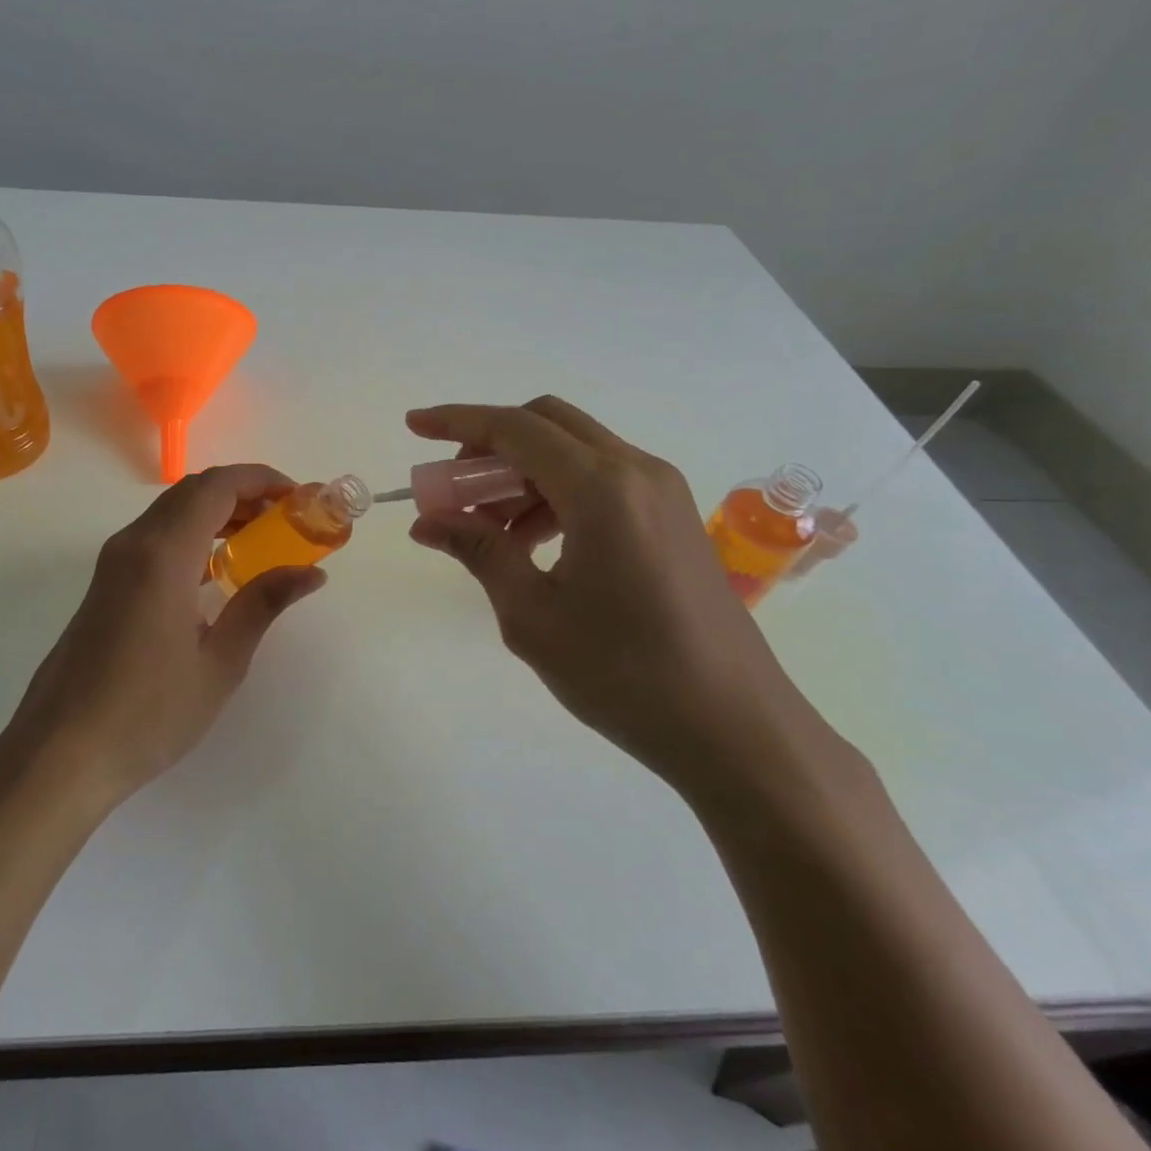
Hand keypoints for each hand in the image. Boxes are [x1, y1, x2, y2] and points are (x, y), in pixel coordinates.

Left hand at [1, 465, 325, 809]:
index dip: (262, 480)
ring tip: (260, 541)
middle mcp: (134, 543)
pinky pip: (155, 537)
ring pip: (172, 511)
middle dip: (244, 493)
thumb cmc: (148, 713)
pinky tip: (216, 571)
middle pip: (193, 491)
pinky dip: (193, 534)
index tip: (299, 499)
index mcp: (164, 554)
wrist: (59, 754)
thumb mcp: (219, 662)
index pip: (217, 486)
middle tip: (286, 521)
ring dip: (217, 513)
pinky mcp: (105, 584)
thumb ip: (263, 604)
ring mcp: (113, 562)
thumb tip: (311, 572)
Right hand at [405, 397, 837, 799]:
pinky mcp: (674, 517)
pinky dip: (556, 492)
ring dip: (522, 472)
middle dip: (490, 444)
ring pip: (575, 450)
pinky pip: (602, 479)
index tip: (413, 425)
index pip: (514, 429)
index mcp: (601, 488)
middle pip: (547, 423)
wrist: (737, 729)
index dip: (457, 421)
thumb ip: (479, 551)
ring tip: (489, 529)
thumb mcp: (533, 615)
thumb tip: (428, 522)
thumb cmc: (626, 675)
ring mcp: (662, 492)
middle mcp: (636, 471)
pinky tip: (535, 542)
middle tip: (455, 488)